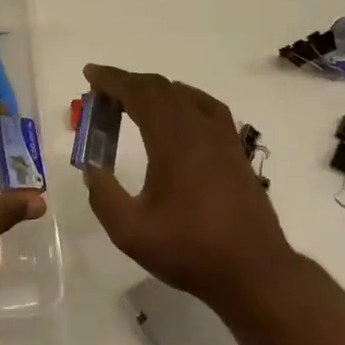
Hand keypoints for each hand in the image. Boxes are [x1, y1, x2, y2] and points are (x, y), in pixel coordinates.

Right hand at [82, 64, 298, 313]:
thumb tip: (92, 170)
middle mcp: (199, 128)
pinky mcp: (235, 150)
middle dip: (129, 83)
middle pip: (161, 88)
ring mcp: (222, 137)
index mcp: (173, 140)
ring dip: (154, 91)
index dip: (112, 79)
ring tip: (132, 103)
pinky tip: (176, 117)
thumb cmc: (190, 250)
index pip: (139, 93)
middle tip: (101, 93)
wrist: (254, 271)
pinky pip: (205, 107)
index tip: (90, 74)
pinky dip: (181, 100)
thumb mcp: (131, 232)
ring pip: (185, 95)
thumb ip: (103, 196)